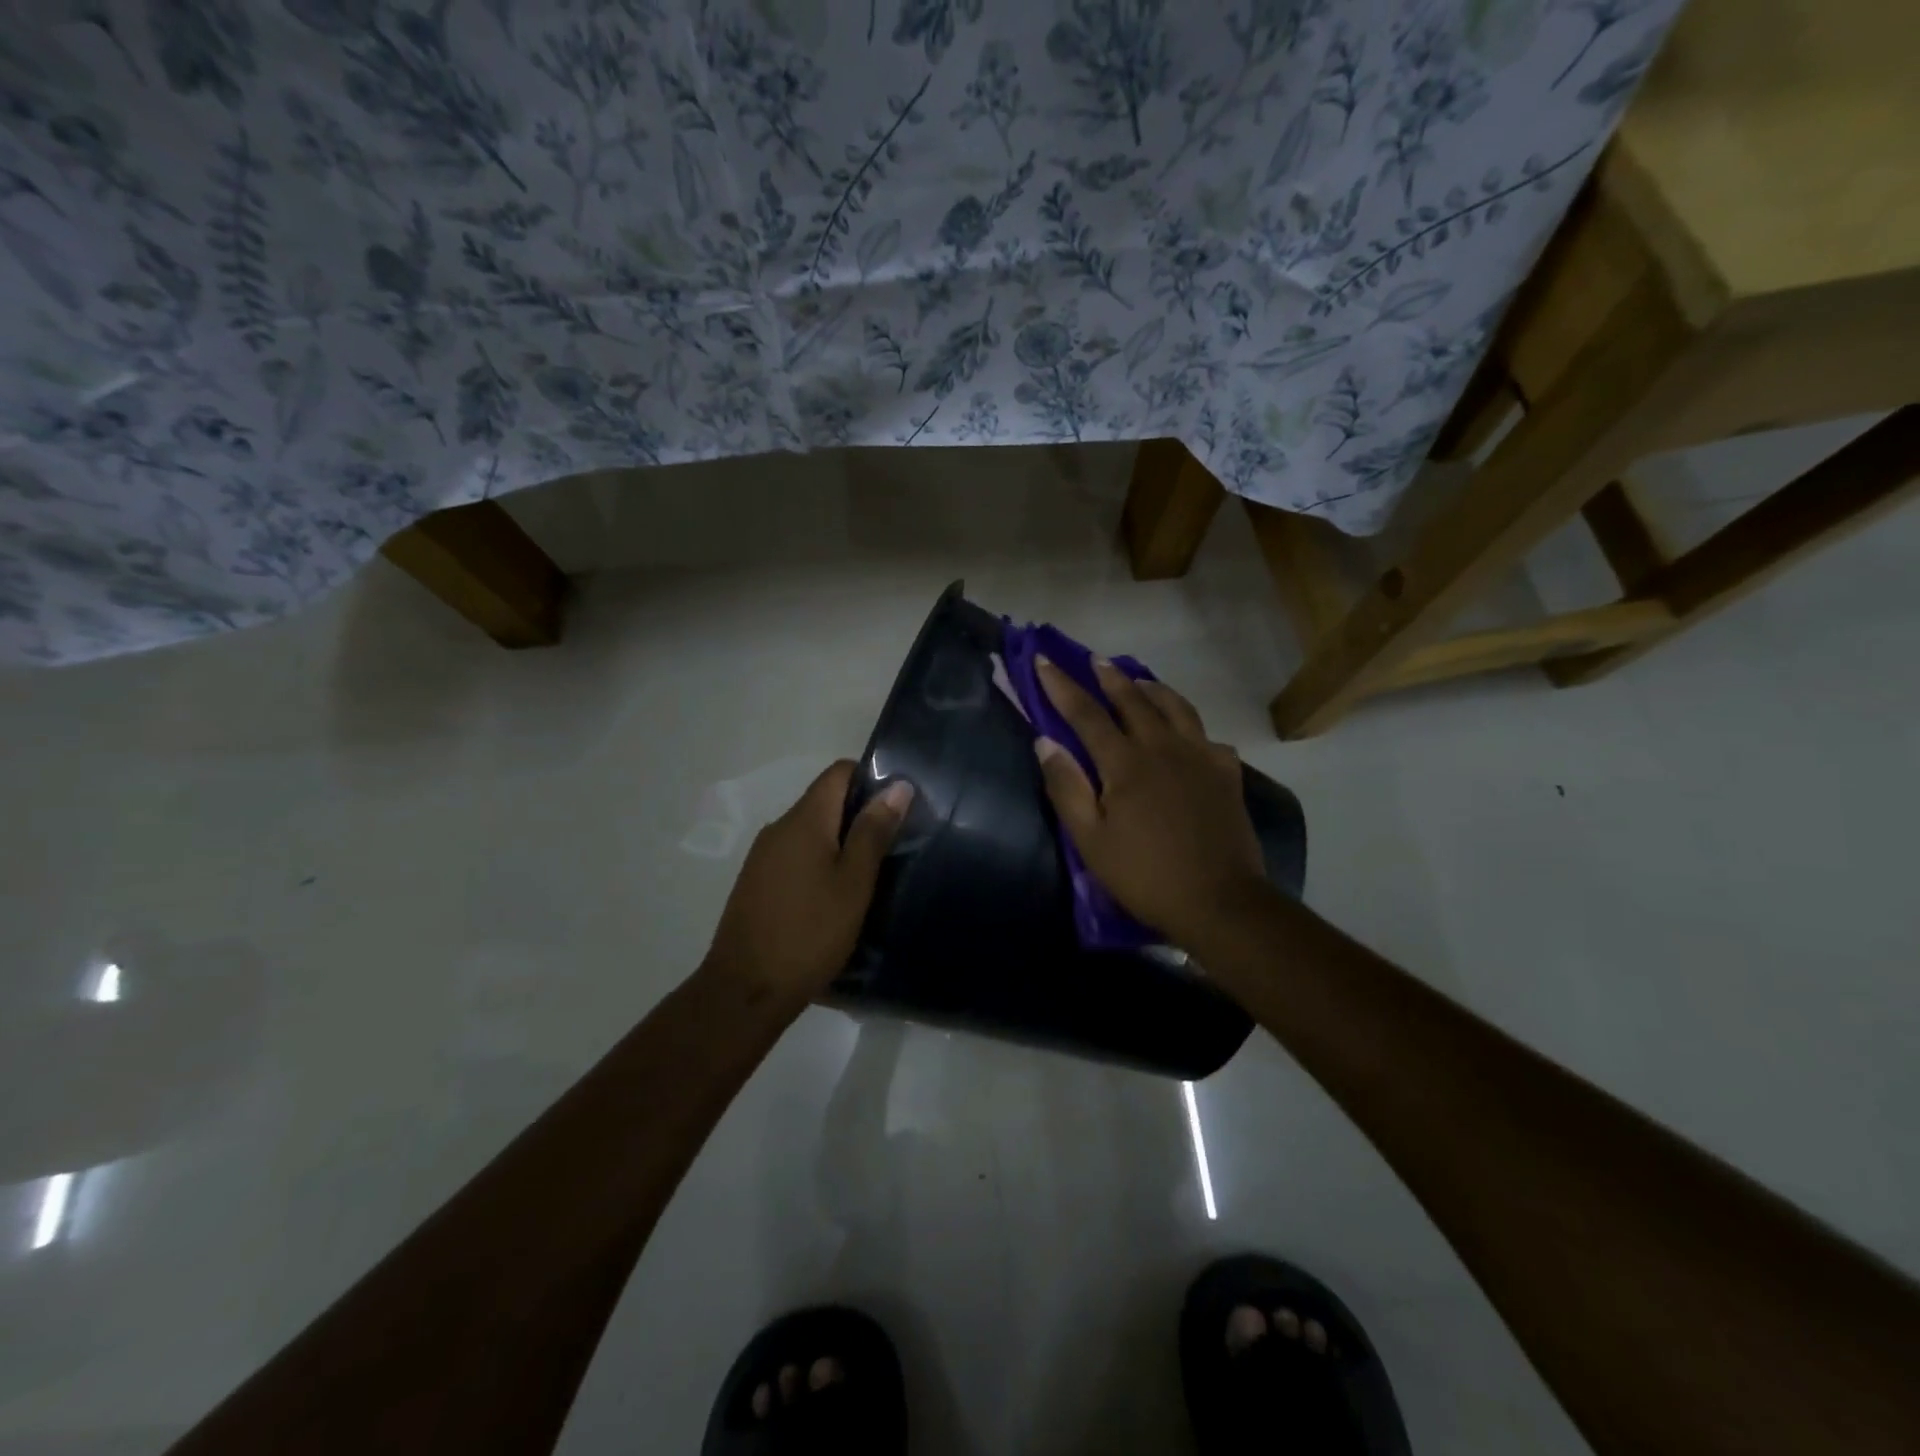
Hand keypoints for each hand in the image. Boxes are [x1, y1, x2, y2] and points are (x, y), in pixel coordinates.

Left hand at [704, 761, 912, 1002]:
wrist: (745, 991)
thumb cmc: (810, 933)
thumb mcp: (854, 883)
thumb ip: (873, 831)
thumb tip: (897, 785)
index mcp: (804, 820)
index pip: (838, 772)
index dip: (871, 778)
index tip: (897, 807)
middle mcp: (779, 828)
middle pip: (824, 801)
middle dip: (859, 815)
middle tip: (893, 845)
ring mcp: (762, 856)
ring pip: (810, 831)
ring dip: (840, 842)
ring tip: (869, 874)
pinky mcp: (756, 882)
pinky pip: (795, 856)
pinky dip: (819, 863)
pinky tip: (835, 896)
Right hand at [1033, 659, 1269, 951]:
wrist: (1220, 901)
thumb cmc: (1145, 875)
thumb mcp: (1090, 840)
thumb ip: (1066, 787)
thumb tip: (1045, 742)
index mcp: (1126, 763)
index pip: (1086, 714)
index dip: (1061, 686)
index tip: (1044, 659)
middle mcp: (1164, 747)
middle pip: (1134, 700)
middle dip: (1110, 677)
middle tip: (1096, 660)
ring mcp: (1201, 758)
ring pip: (1176, 708)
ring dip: (1153, 689)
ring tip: (1140, 681)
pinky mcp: (1227, 775)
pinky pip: (1207, 737)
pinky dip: (1191, 727)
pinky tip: (1188, 735)